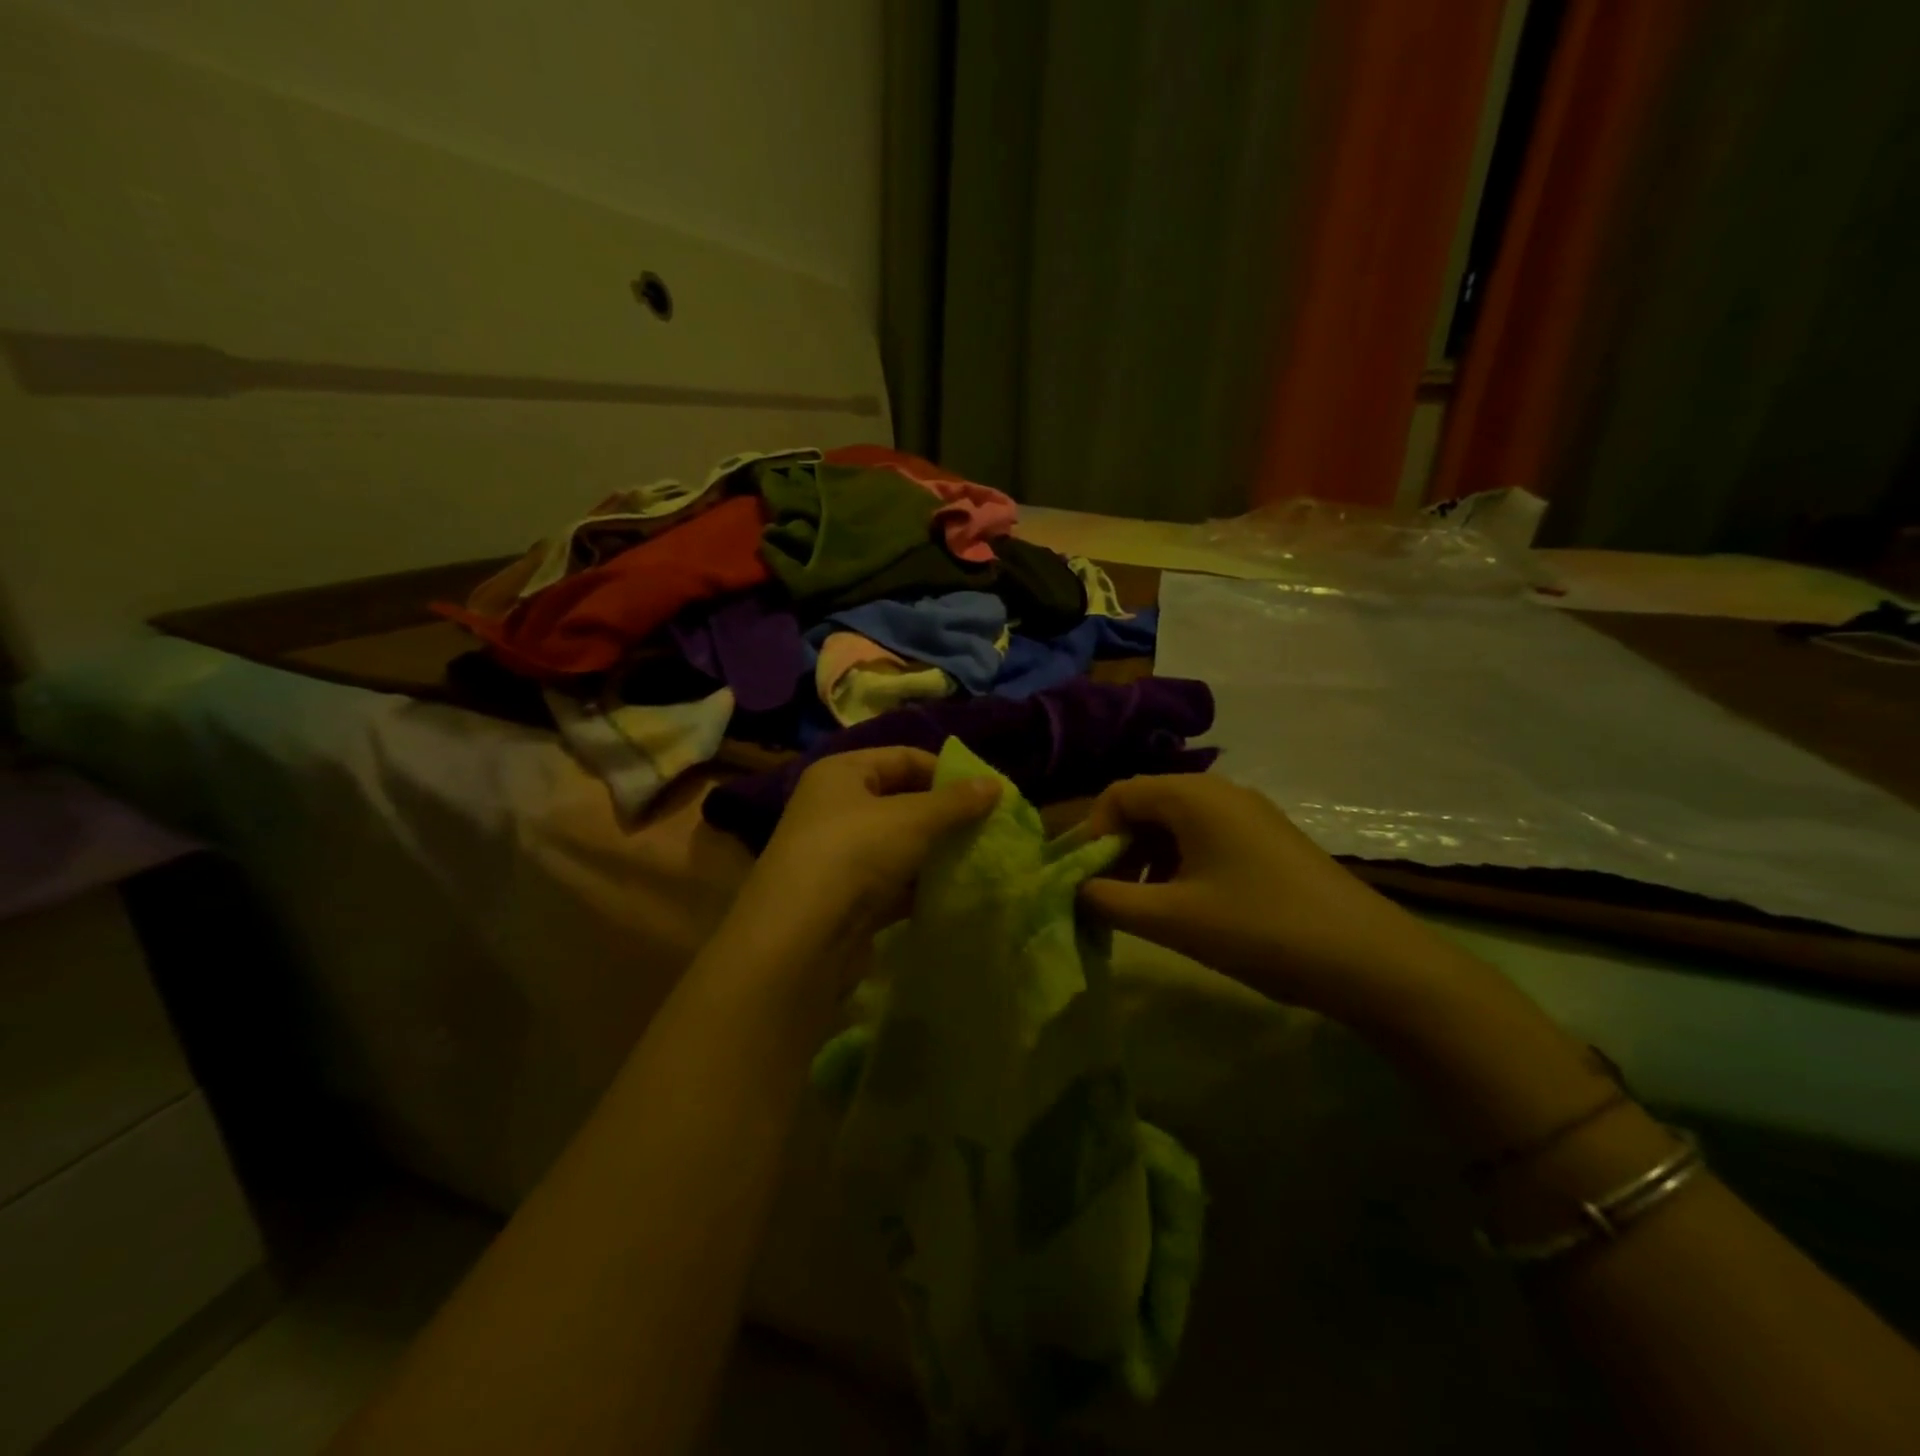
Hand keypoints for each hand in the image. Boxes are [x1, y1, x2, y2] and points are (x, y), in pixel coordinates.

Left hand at [726, 748, 1000, 983]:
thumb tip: (996, 784)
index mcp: (841, 774)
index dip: (945, 771)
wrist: (801, 940)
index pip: (903, 758)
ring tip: (980, 859)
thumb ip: (956, 802)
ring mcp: (839, 857)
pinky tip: (955, 893)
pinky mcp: (847, 900)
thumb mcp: (913, 819)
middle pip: (901, 802)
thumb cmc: (855, 854)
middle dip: (945, 815)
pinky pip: (893, 884)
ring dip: (935, 853)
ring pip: (899, 846)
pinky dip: (920, 887)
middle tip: (989, 827)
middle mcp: (835, 809)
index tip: (987, 793)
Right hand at [1076, 773, 1451, 1024]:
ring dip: (1146, 860)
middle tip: (1105, 897)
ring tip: (1140, 908)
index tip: (1080, 880)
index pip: (1118, 794)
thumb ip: (1109, 901)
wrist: (1369, 959)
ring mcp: (1248, 814)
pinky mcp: (1267, 840)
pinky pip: (1205, 839)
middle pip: (1146, 806)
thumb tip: (1072, 889)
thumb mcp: (1173, 918)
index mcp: (1192, 795)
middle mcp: (1219, 791)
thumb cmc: (1259, 928)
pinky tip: (1183, 906)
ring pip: (1175, 825)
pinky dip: (1179, 865)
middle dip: (1116, 849)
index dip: (1090, 834)